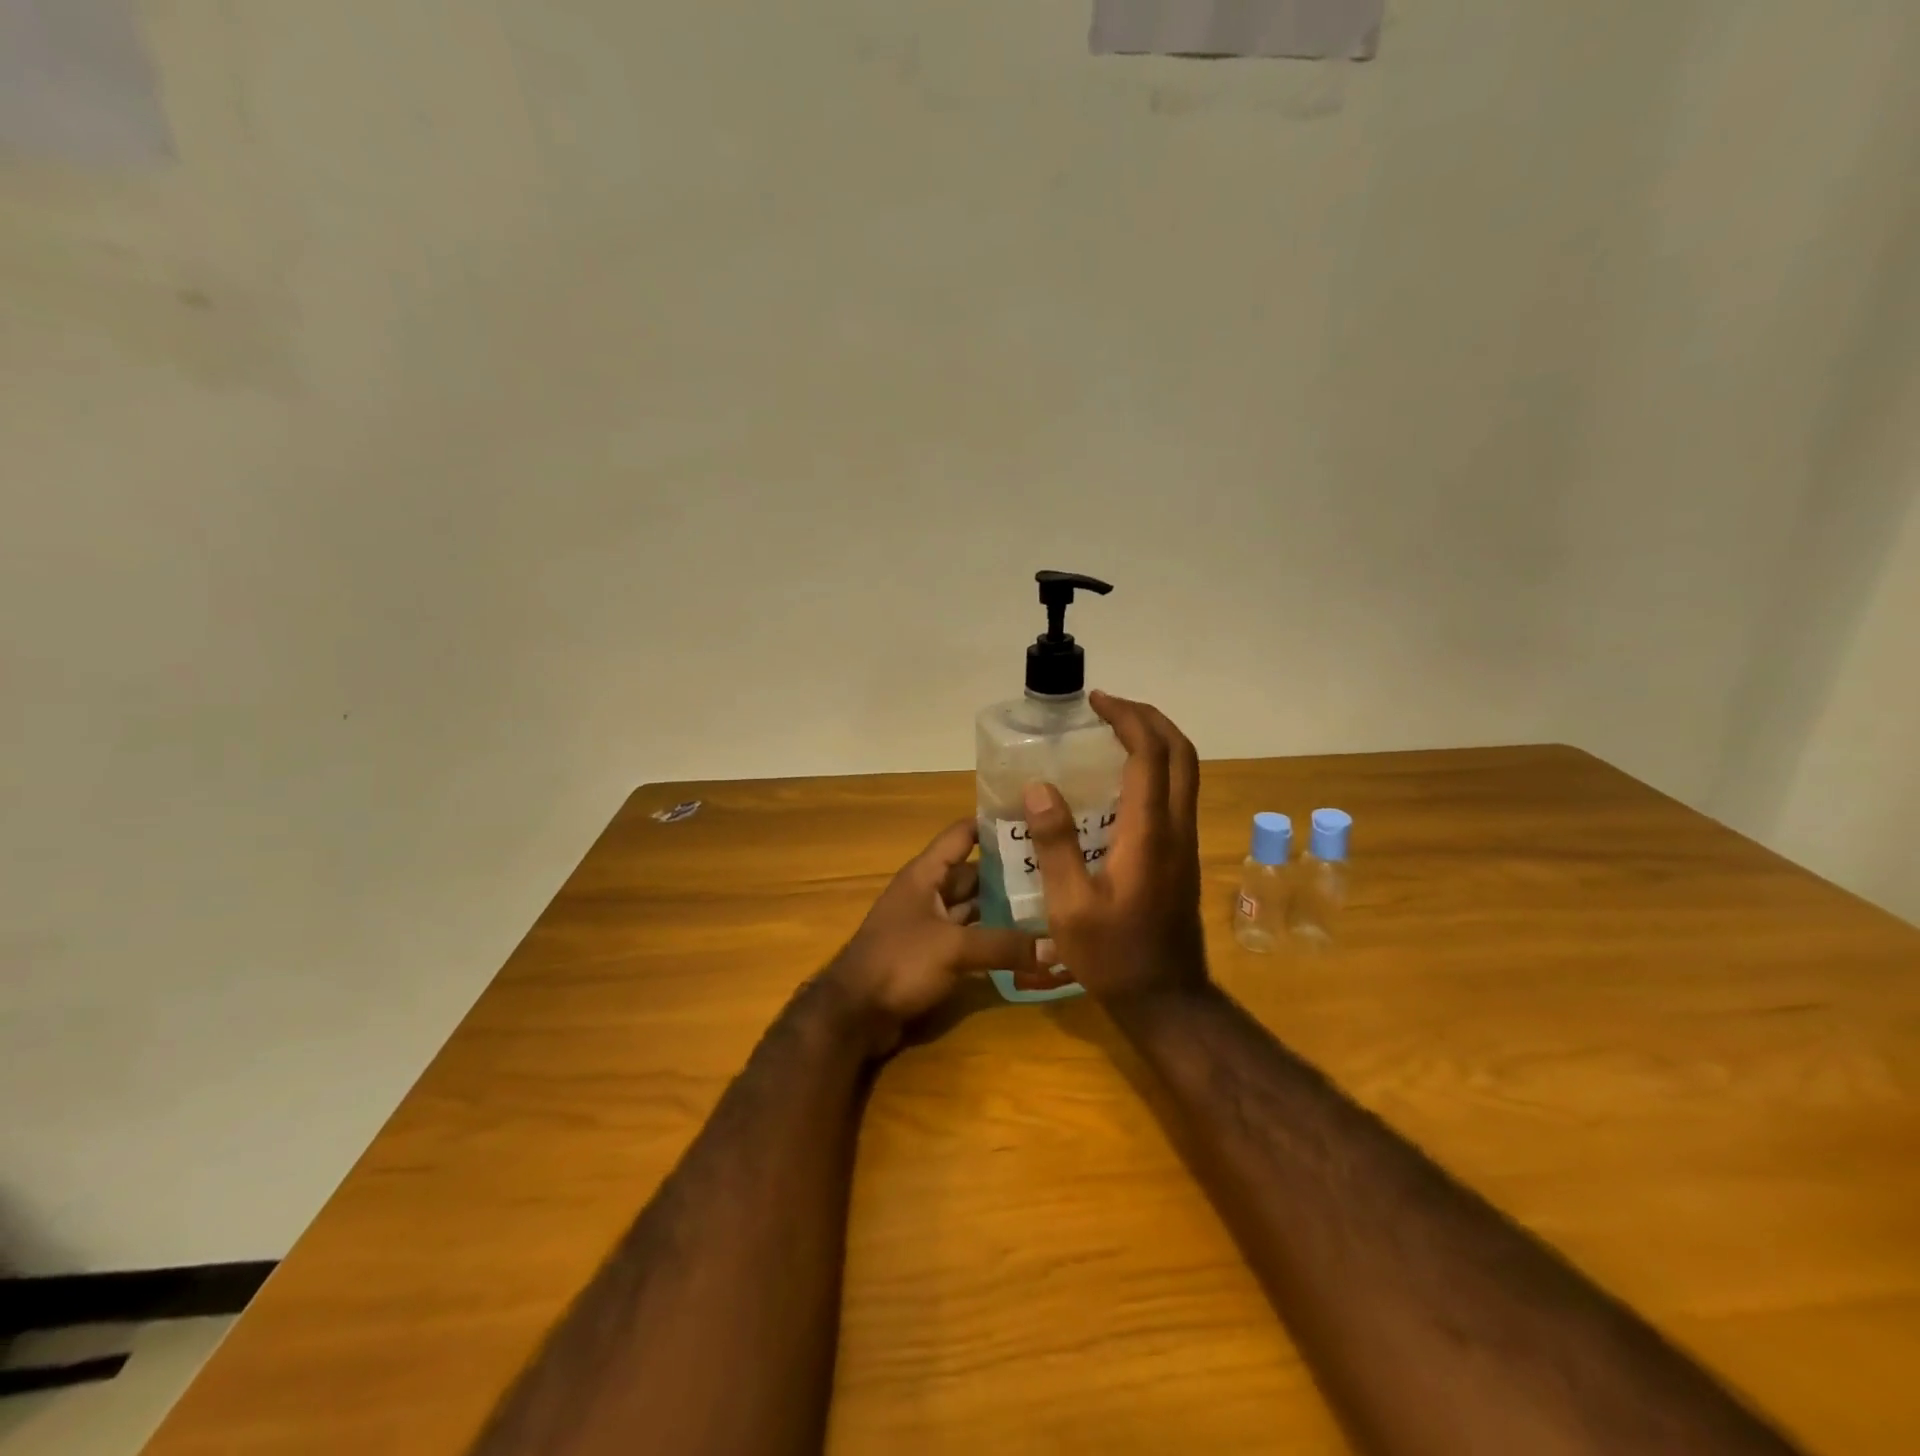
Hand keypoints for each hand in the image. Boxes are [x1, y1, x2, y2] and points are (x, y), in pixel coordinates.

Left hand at [825, 819, 1045, 1055]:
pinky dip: (992, 937)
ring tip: (1048, 904)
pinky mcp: (932, 953)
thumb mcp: (953, 948)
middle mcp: (927, 892)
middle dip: (1009, 872)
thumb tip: (1057, 947)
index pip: (962, 834)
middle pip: (973, 873)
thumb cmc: (899, 962)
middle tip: (1055, 870)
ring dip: (1003, 907)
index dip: (993, 824)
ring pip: (973, 906)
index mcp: (925, 874)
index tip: (1033, 820)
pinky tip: (1024, 942)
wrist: (854, 1014)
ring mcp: (929, 924)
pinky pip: (968, 936)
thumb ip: (1004, 945)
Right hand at [1022, 691, 1208, 1005]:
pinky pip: (1177, 794)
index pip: (1150, 755)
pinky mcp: (1182, 856)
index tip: (1097, 702)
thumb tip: (1040, 787)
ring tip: (1115, 732)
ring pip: (1186, 772)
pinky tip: (1120, 782)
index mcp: (1150, 833)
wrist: (1166, 999)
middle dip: (1149, 719)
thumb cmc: (1112, 956)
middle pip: (1182, 753)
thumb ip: (1055, 844)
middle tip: (1110, 707)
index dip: (1128, 719)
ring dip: (1157, 741)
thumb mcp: (1069, 906)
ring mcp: (1185, 843)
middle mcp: (1177, 828)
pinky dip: (1156, 768)